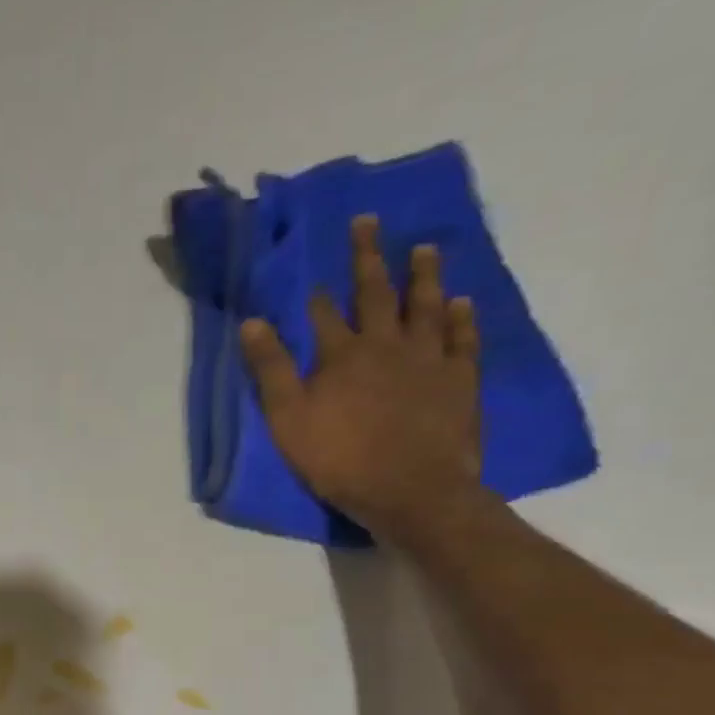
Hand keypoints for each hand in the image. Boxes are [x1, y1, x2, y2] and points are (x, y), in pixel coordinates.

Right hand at [240, 215, 481, 542]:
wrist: (410, 490)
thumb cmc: (340, 459)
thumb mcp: (289, 420)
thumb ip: (271, 370)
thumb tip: (252, 322)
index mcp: (342, 356)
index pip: (324, 317)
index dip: (316, 298)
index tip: (312, 277)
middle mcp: (386, 345)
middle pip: (376, 294)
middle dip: (368, 258)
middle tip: (368, 223)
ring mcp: (428, 359)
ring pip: (425, 306)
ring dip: (423, 275)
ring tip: (424, 248)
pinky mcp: (460, 380)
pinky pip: (463, 339)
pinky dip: (461, 319)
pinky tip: (461, 303)